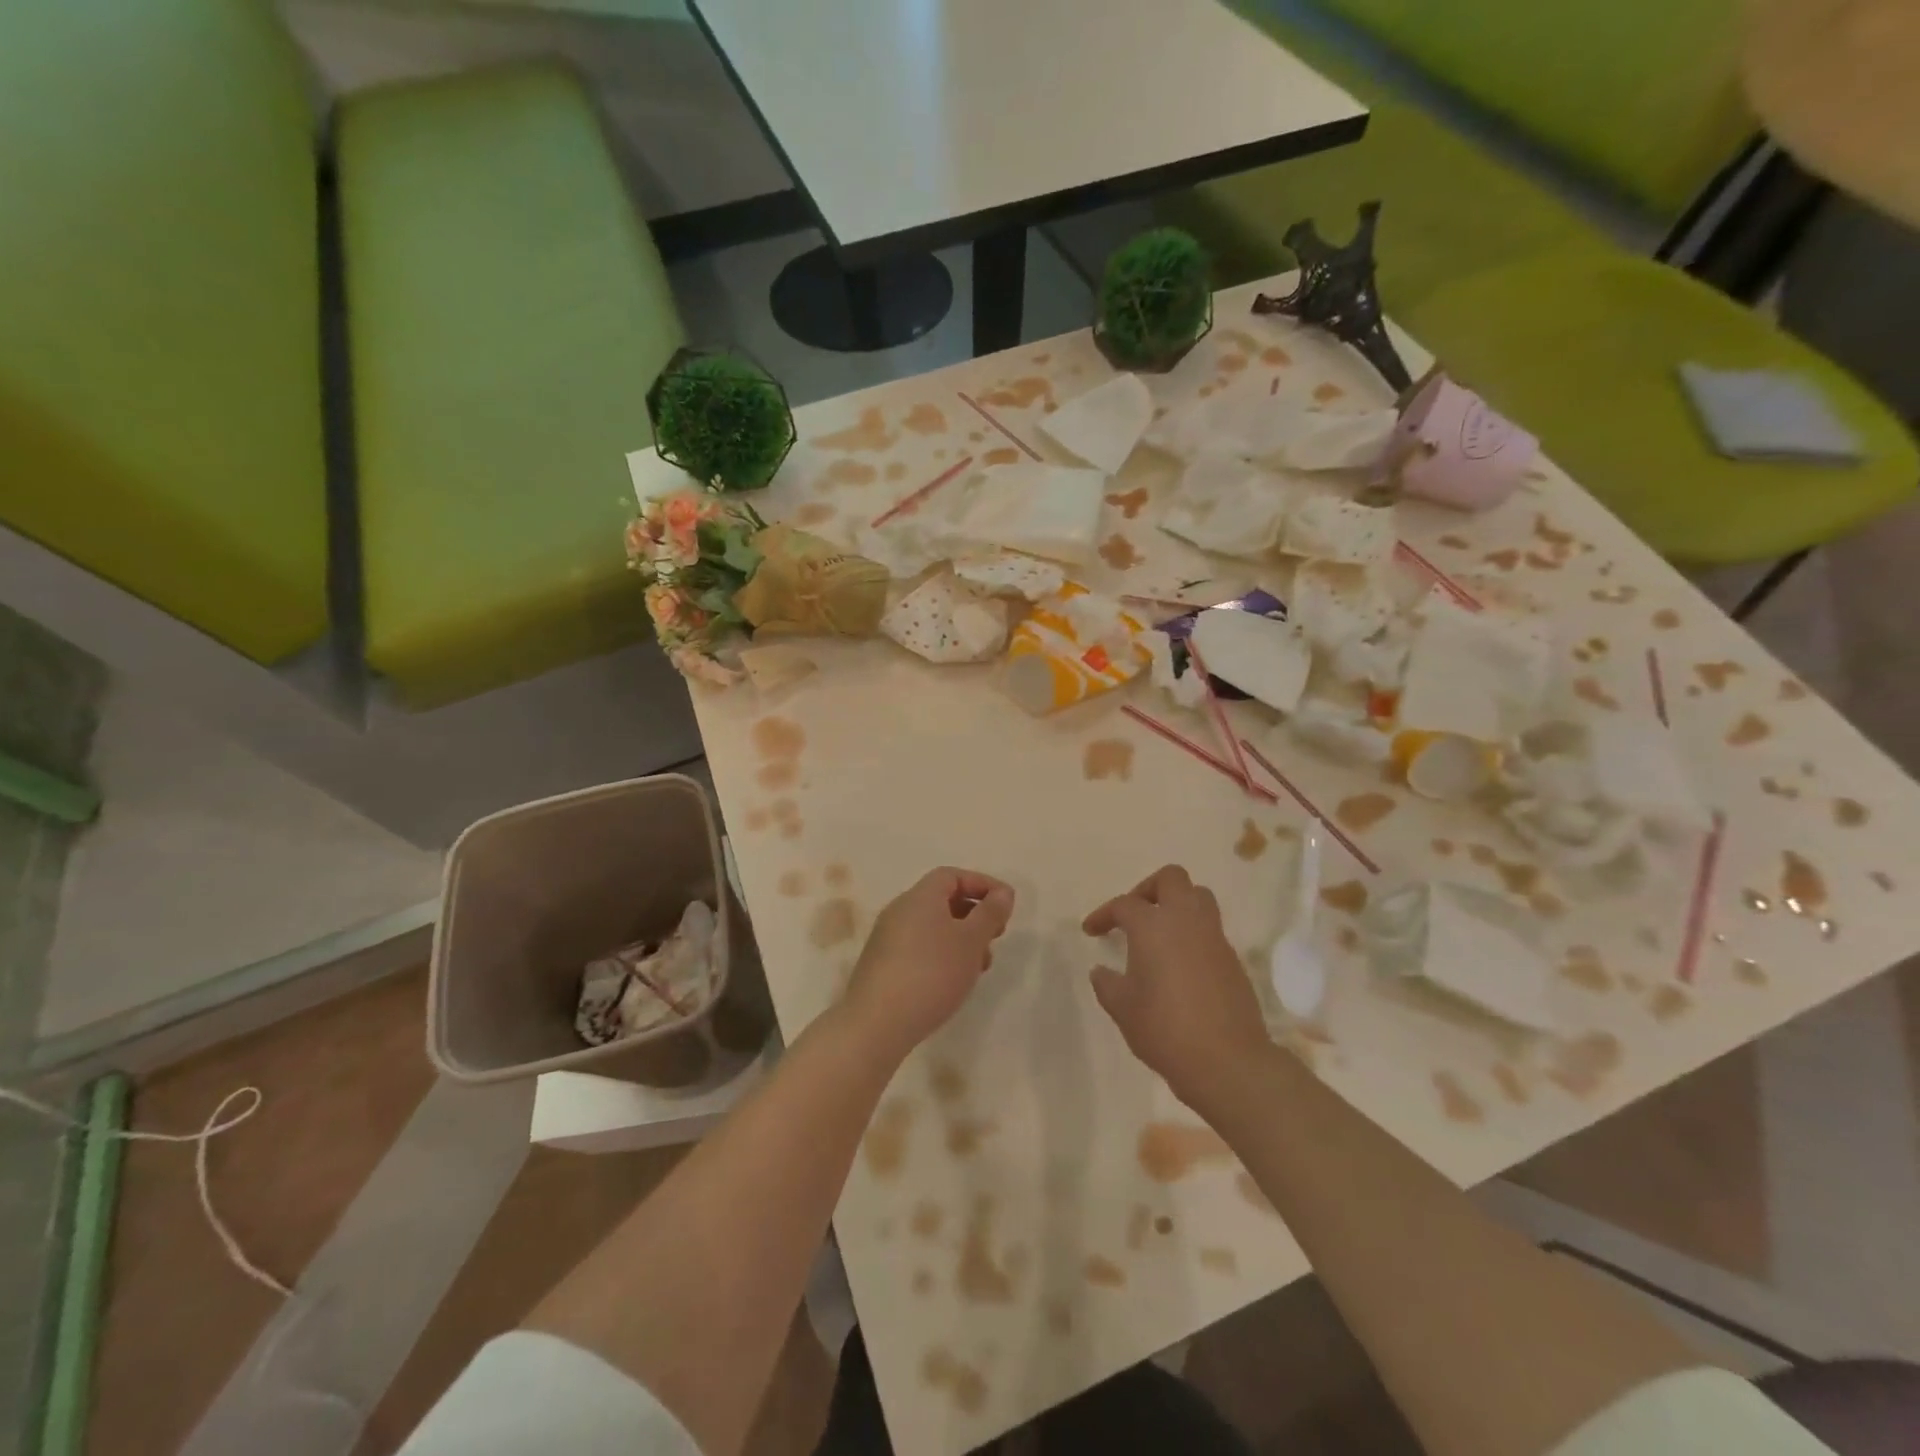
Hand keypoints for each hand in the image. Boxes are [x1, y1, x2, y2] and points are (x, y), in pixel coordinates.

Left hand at [842, 867, 1014, 1062]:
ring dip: (961, 939)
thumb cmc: (931, 973)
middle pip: (942, 900)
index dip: (982, 884)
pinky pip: (919, 948)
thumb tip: (1002, 893)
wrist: (877, 1023)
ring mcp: (887, 939)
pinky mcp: (883, 966)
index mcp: (919, 897)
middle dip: (974, 914)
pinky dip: (943, 955)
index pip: (952, 876)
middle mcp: (900, 911)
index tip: (1006, 905)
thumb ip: (990, 913)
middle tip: (997, 935)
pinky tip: (954, 981)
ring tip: (981, 966)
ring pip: (932, 927)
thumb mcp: (971, 941)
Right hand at [1084, 865, 1270, 1112]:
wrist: (1227, 1062)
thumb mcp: (1123, 1009)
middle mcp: (1186, 921)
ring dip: (1177, 905)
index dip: (1104, 914)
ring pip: (1198, 897)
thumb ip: (1107, 984)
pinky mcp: (1232, 959)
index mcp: (1153, 927)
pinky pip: (1210, 929)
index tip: (1091, 931)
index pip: (1124, 904)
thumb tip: (1101, 971)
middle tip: (1134, 915)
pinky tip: (1179, 964)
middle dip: (1149, 888)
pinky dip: (1192, 934)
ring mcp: (1214, 938)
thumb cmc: (1165, 1029)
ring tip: (1159, 933)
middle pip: (1172, 879)